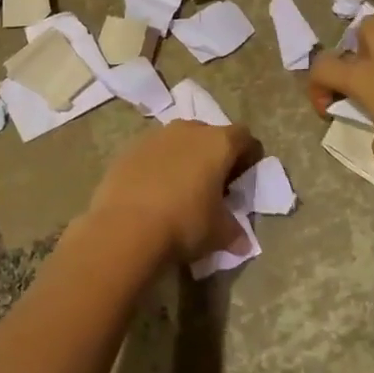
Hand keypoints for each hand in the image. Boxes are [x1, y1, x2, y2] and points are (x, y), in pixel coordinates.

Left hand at [83, 120, 261, 263]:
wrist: (125, 228)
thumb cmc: (184, 224)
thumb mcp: (219, 233)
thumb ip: (234, 231)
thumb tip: (243, 242)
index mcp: (218, 143)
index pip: (244, 137)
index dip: (248, 156)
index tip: (243, 178)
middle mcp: (188, 130)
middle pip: (210, 135)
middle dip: (214, 155)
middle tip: (212, 184)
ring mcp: (155, 136)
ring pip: (178, 141)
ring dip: (184, 158)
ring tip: (180, 188)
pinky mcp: (129, 149)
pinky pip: (152, 152)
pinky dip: (157, 166)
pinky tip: (153, 192)